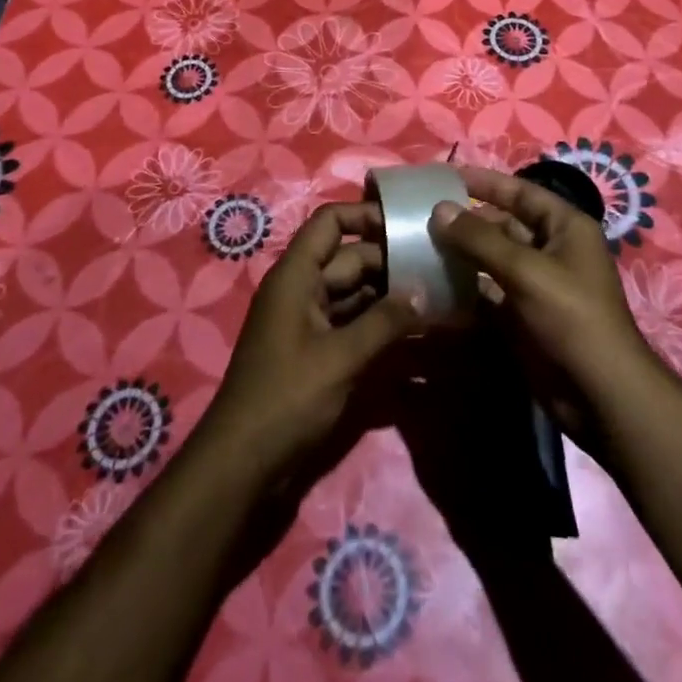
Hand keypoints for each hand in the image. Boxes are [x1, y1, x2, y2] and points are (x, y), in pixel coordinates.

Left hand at [202, 201, 421, 487]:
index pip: (330, 221)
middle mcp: (302, 289)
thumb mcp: (341, 358)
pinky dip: (379, 324)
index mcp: (297, 275)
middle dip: (391, 261)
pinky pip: (352, 323)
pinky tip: (414, 331)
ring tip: (437, 295)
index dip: (366, 215)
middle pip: (350, 259)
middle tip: (438, 266)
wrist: (243, 466)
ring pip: (355, 293)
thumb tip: (424, 290)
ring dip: (390, 295)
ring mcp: (308, 321)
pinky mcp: (316, 352)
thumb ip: (385, 321)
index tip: (407, 225)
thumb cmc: (287, 398)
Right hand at [428, 165, 661, 449]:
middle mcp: (551, 250)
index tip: (445, 177)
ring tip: (418, 248)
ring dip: (461, 256)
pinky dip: (465, 289)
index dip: (485, 182)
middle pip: (503, 225)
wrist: (600, 395)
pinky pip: (488, 293)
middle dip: (466, 222)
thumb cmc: (571, 317)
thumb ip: (480, 239)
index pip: (520, 192)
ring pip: (492, 260)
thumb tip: (439, 209)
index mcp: (565, 227)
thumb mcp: (526, 271)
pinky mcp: (523, 317)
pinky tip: (432, 286)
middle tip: (421, 218)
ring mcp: (537, 285)